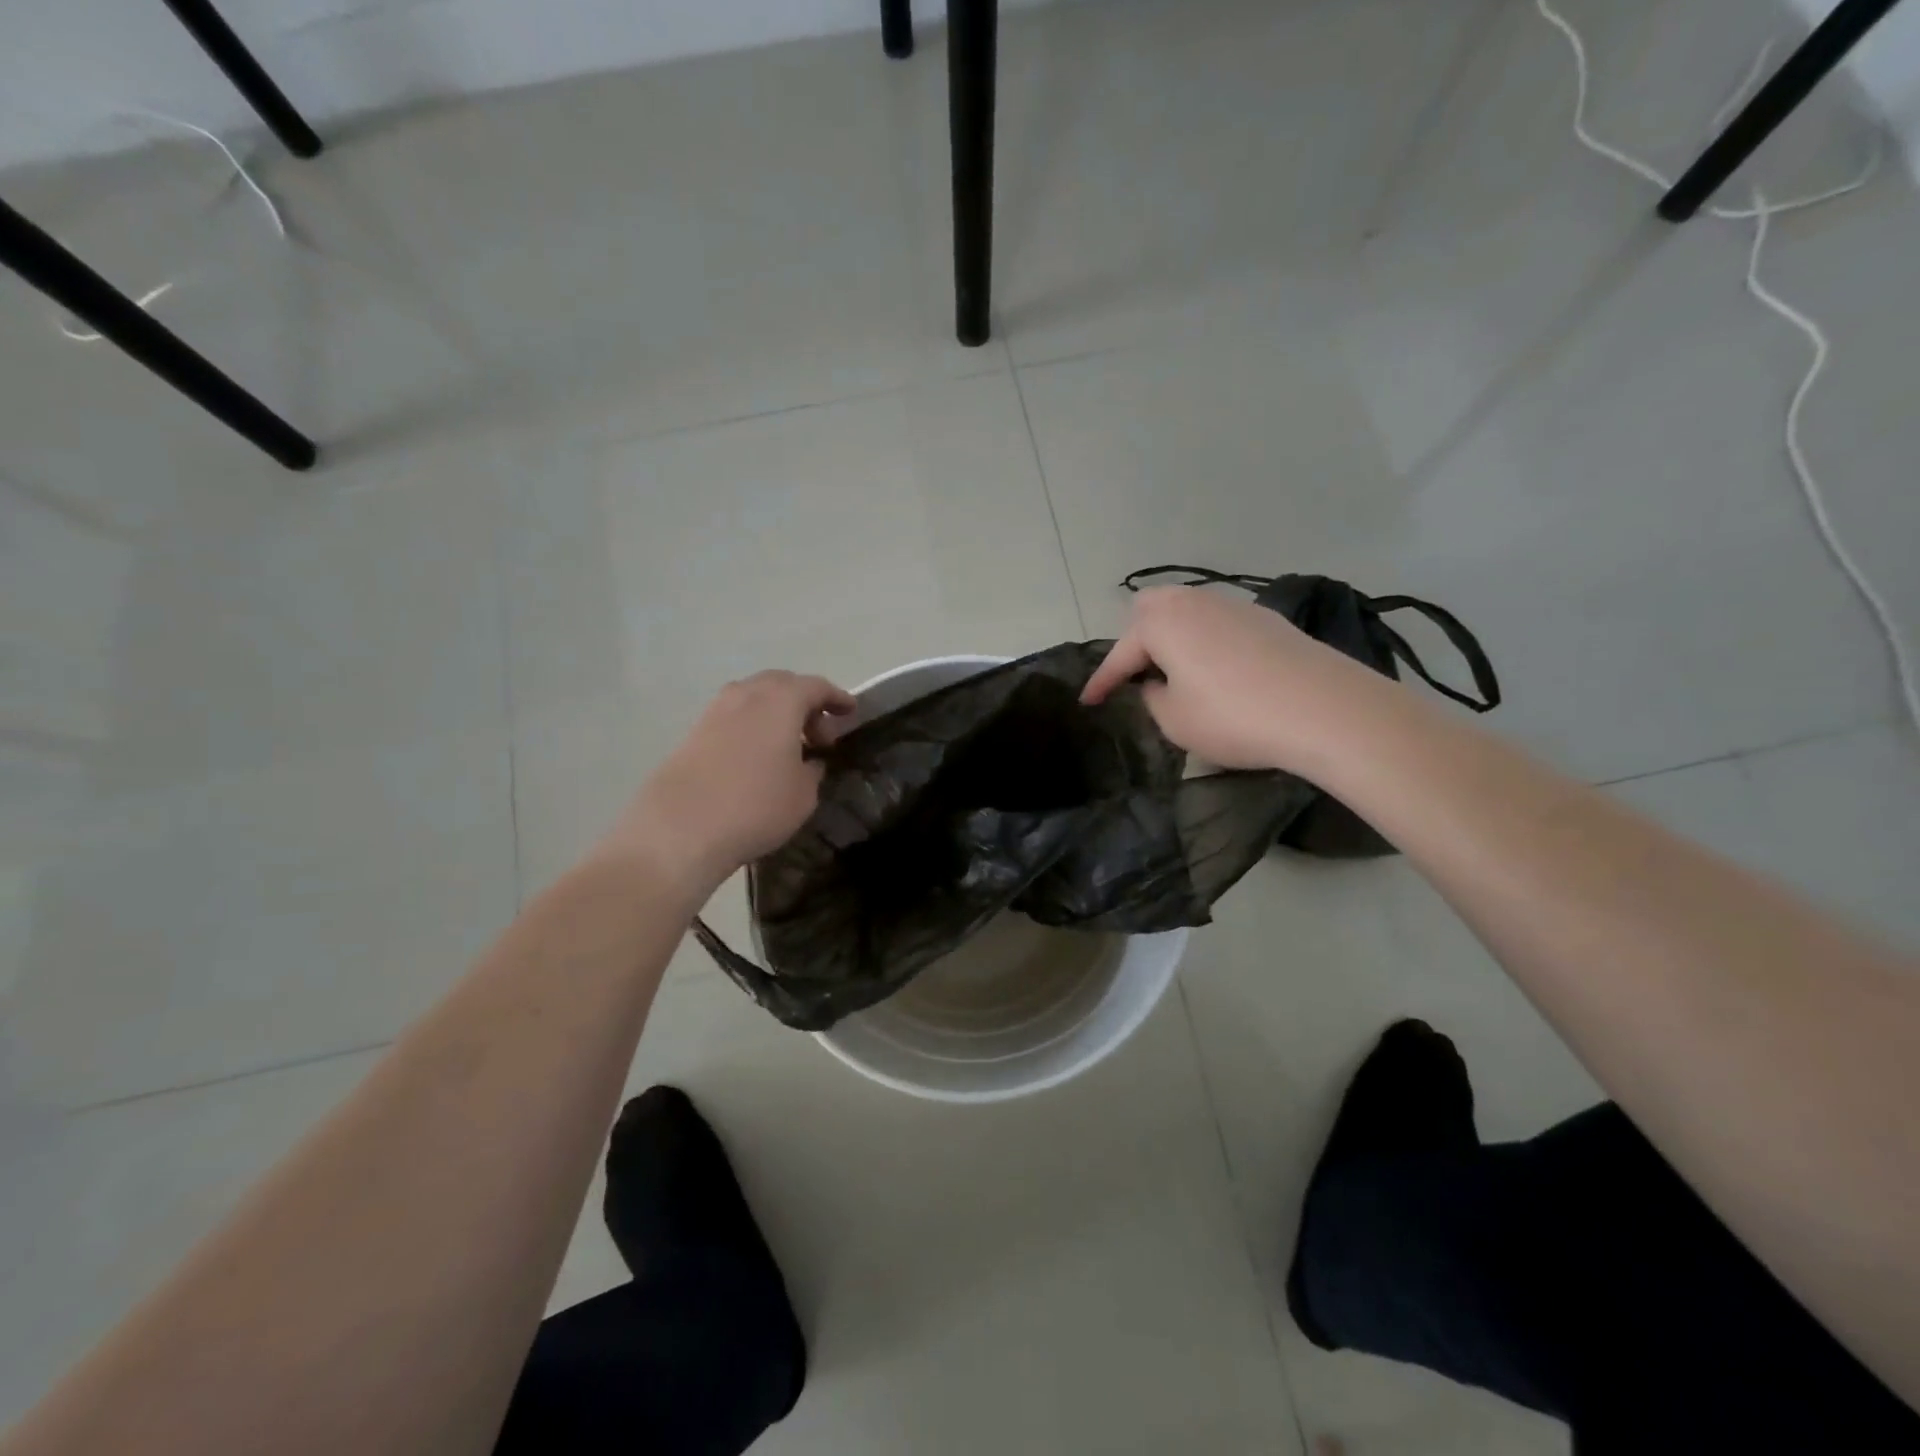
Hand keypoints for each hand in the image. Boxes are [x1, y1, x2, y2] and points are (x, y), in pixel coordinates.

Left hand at [603, 671, 856, 899]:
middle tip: (820, 734)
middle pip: (782, 684)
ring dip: (776, 713)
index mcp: (780, 701)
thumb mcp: (803, 794)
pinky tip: (757, 756)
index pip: (816, 687)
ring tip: (788, 745)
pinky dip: (752, 726)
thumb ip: (812, 770)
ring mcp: (714, 711)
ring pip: (754, 698)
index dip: (837, 698)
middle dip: (805, 703)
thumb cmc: (755, 807)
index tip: (850, 711)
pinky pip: (733, 717)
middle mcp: (746, 695)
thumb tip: (809, 761)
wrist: (679, 829)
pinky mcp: (693, 733)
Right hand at [1081, 587, 1366, 772]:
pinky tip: (1216, 671)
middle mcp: (1194, 602)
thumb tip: (1156, 684)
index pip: (1119, 654)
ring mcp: (1235, 606)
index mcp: (1162, 622)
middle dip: (1135, 640)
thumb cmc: (1234, 716)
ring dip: (1172, 638)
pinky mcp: (1267, 620)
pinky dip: (1204, 642)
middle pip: (1151, 609)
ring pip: (1188, 612)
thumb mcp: (1174, 720)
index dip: (1101, 682)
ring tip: (1174, 673)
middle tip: (1135, 675)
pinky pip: (1218, 624)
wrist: (1325, 709)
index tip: (1088, 702)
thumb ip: (1152, 698)